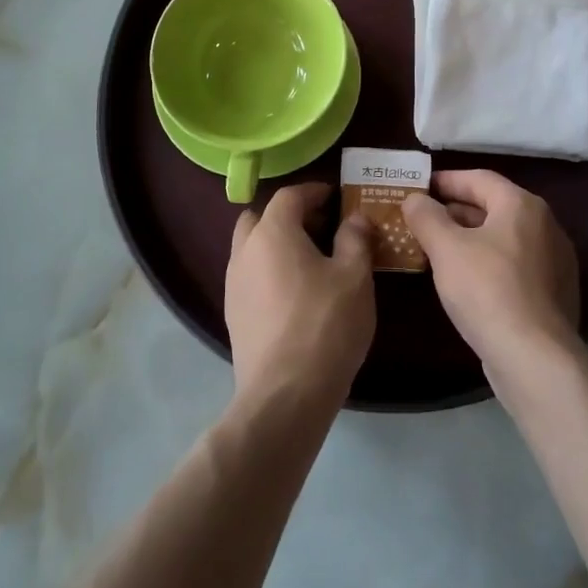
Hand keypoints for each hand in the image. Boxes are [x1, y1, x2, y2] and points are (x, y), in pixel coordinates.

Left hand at [225, 183, 375, 407]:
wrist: (285, 395)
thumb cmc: (325, 324)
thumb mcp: (354, 276)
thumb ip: (355, 239)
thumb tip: (354, 219)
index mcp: (272, 232)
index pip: (289, 195)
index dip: (314, 191)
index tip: (335, 197)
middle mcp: (244, 251)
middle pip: (261, 218)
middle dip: (289, 216)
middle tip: (321, 228)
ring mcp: (233, 285)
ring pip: (252, 248)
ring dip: (276, 245)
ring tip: (311, 262)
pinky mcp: (233, 315)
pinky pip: (250, 277)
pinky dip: (270, 272)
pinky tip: (296, 294)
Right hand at [403, 171, 580, 385]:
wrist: (535, 358)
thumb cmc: (487, 290)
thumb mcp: (446, 248)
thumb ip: (426, 216)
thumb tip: (415, 199)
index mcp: (522, 205)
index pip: (479, 178)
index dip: (446, 180)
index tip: (419, 188)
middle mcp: (545, 225)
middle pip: (493, 206)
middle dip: (455, 211)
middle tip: (421, 219)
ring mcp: (554, 261)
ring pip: (502, 237)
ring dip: (469, 238)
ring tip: (435, 249)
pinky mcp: (553, 293)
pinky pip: (514, 264)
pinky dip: (487, 262)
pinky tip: (464, 280)